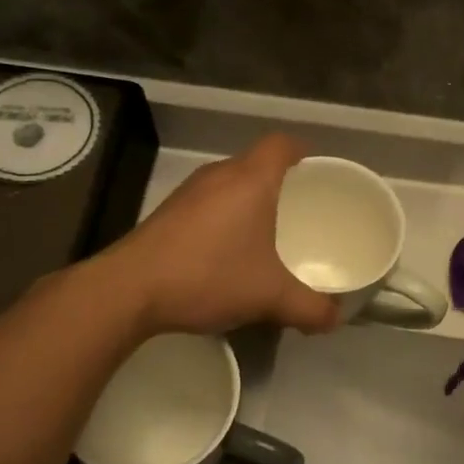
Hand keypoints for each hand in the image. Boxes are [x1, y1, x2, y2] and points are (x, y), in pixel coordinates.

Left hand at [110, 134, 339, 337]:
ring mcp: (189, 192)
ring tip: (270, 232)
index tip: (317, 175)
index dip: (303, 153)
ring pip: (231, 182)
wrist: (129, 290)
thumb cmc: (209, 276)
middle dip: (282, 182)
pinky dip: (226, 216)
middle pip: (257, 162)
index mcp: (251, 180)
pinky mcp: (168, 212)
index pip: (282, 144)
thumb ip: (310, 309)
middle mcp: (219, 175)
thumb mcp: (270, 297)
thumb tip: (334, 319)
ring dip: (251, 199)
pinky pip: (209, 201)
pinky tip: (229, 251)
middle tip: (302, 210)